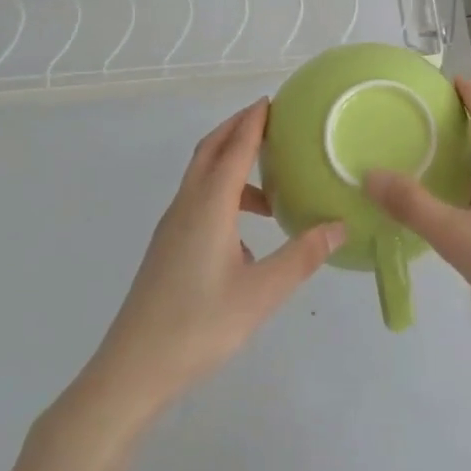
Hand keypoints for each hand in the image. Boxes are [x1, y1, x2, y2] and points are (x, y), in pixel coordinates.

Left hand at [87, 100, 344, 420]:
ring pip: (202, 178)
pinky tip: (245, 237)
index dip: (253, 121)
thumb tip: (339, 226)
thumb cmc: (199, 326)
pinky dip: (223, 196)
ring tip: (270, 191)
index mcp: (208, 206)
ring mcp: (171, 227)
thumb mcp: (261, 294)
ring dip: (231, 167)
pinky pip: (197, 202)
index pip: (234, 148)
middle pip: (210, 150)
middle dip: (237, 129)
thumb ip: (301, 256)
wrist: (132, 370)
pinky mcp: (167, 248)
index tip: (272, 100)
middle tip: (270, 121)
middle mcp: (186, 206)